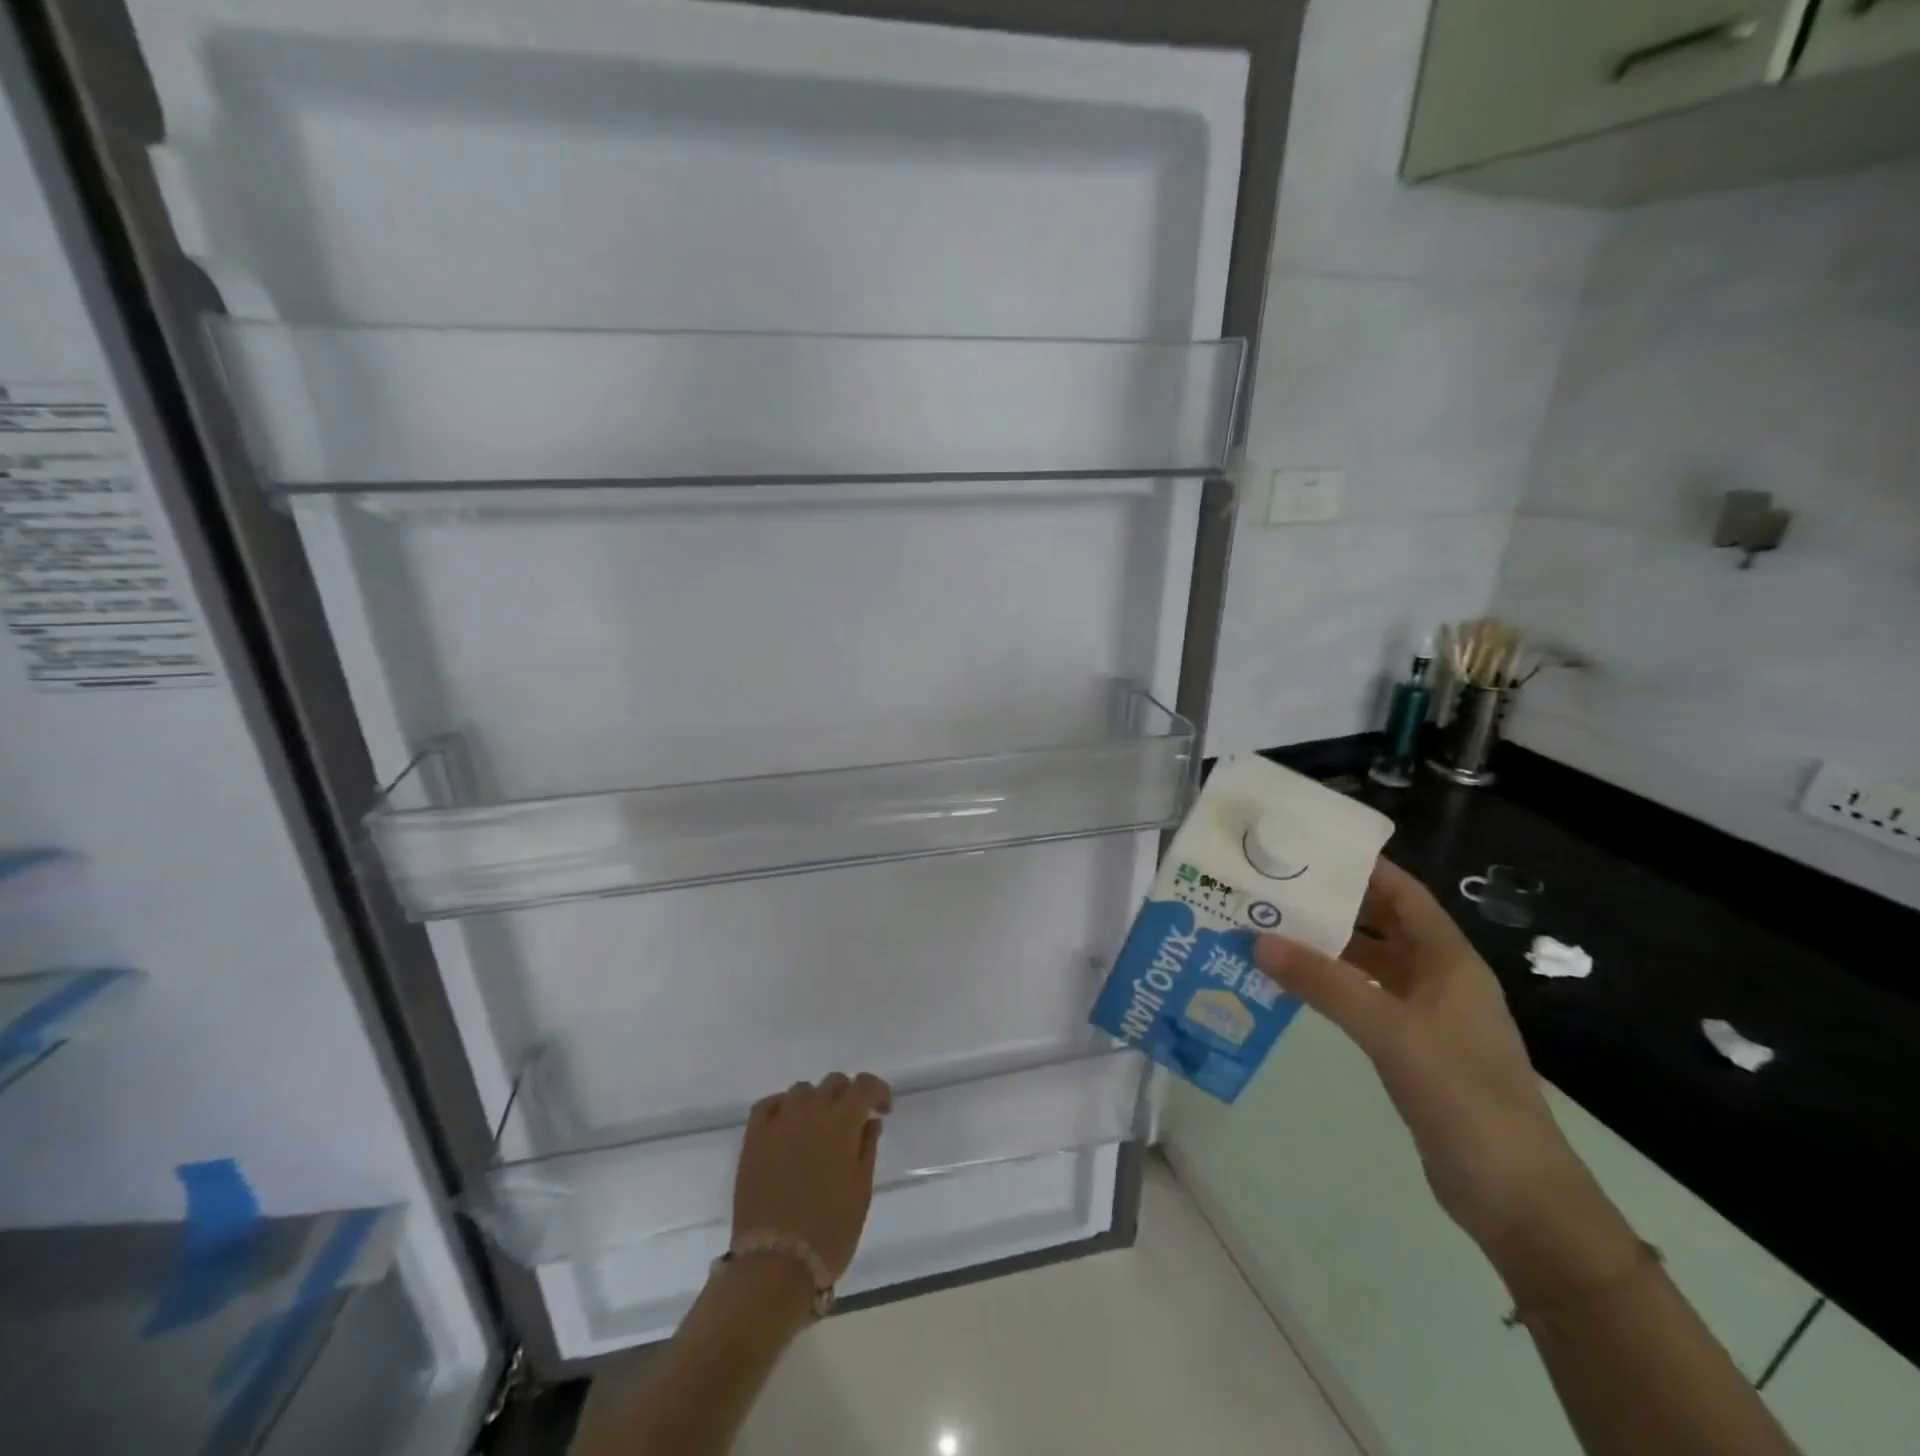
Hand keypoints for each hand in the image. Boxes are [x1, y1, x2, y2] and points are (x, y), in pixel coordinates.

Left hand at [733, 1072, 891, 1283]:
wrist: (775, 1266)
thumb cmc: (829, 1233)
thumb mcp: (861, 1192)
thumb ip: (867, 1148)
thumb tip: (869, 1120)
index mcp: (842, 1124)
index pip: (864, 1085)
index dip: (877, 1091)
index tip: (882, 1108)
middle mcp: (811, 1112)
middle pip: (833, 1083)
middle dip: (847, 1095)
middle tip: (851, 1121)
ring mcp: (779, 1123)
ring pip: (802, 1091)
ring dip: (816, 1101)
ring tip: (818, 1127)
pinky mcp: (753, 1139)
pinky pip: (768, 1105)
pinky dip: (782, 1107)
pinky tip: (787, 1124)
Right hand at [1255, 860, 1616, 1272]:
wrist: (1516, 1196)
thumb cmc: (1462, 1094)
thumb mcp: (1389, 1030)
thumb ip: (1323, 983)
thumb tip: (1258, 940)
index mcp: (1449, 960)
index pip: (1403, 893)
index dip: (1361, 867)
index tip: (1306, 850)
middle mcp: (1439, 978)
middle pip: (1383, 924)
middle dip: (1333, 905)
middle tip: (1273, 888)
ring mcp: (1428, 1016)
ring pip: (1371, 963)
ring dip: (1328, 947)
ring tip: (1270, 929)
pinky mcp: (1414, 1049)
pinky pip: (1365, 1000)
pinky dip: (1332, 987)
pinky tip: (1293, 985)